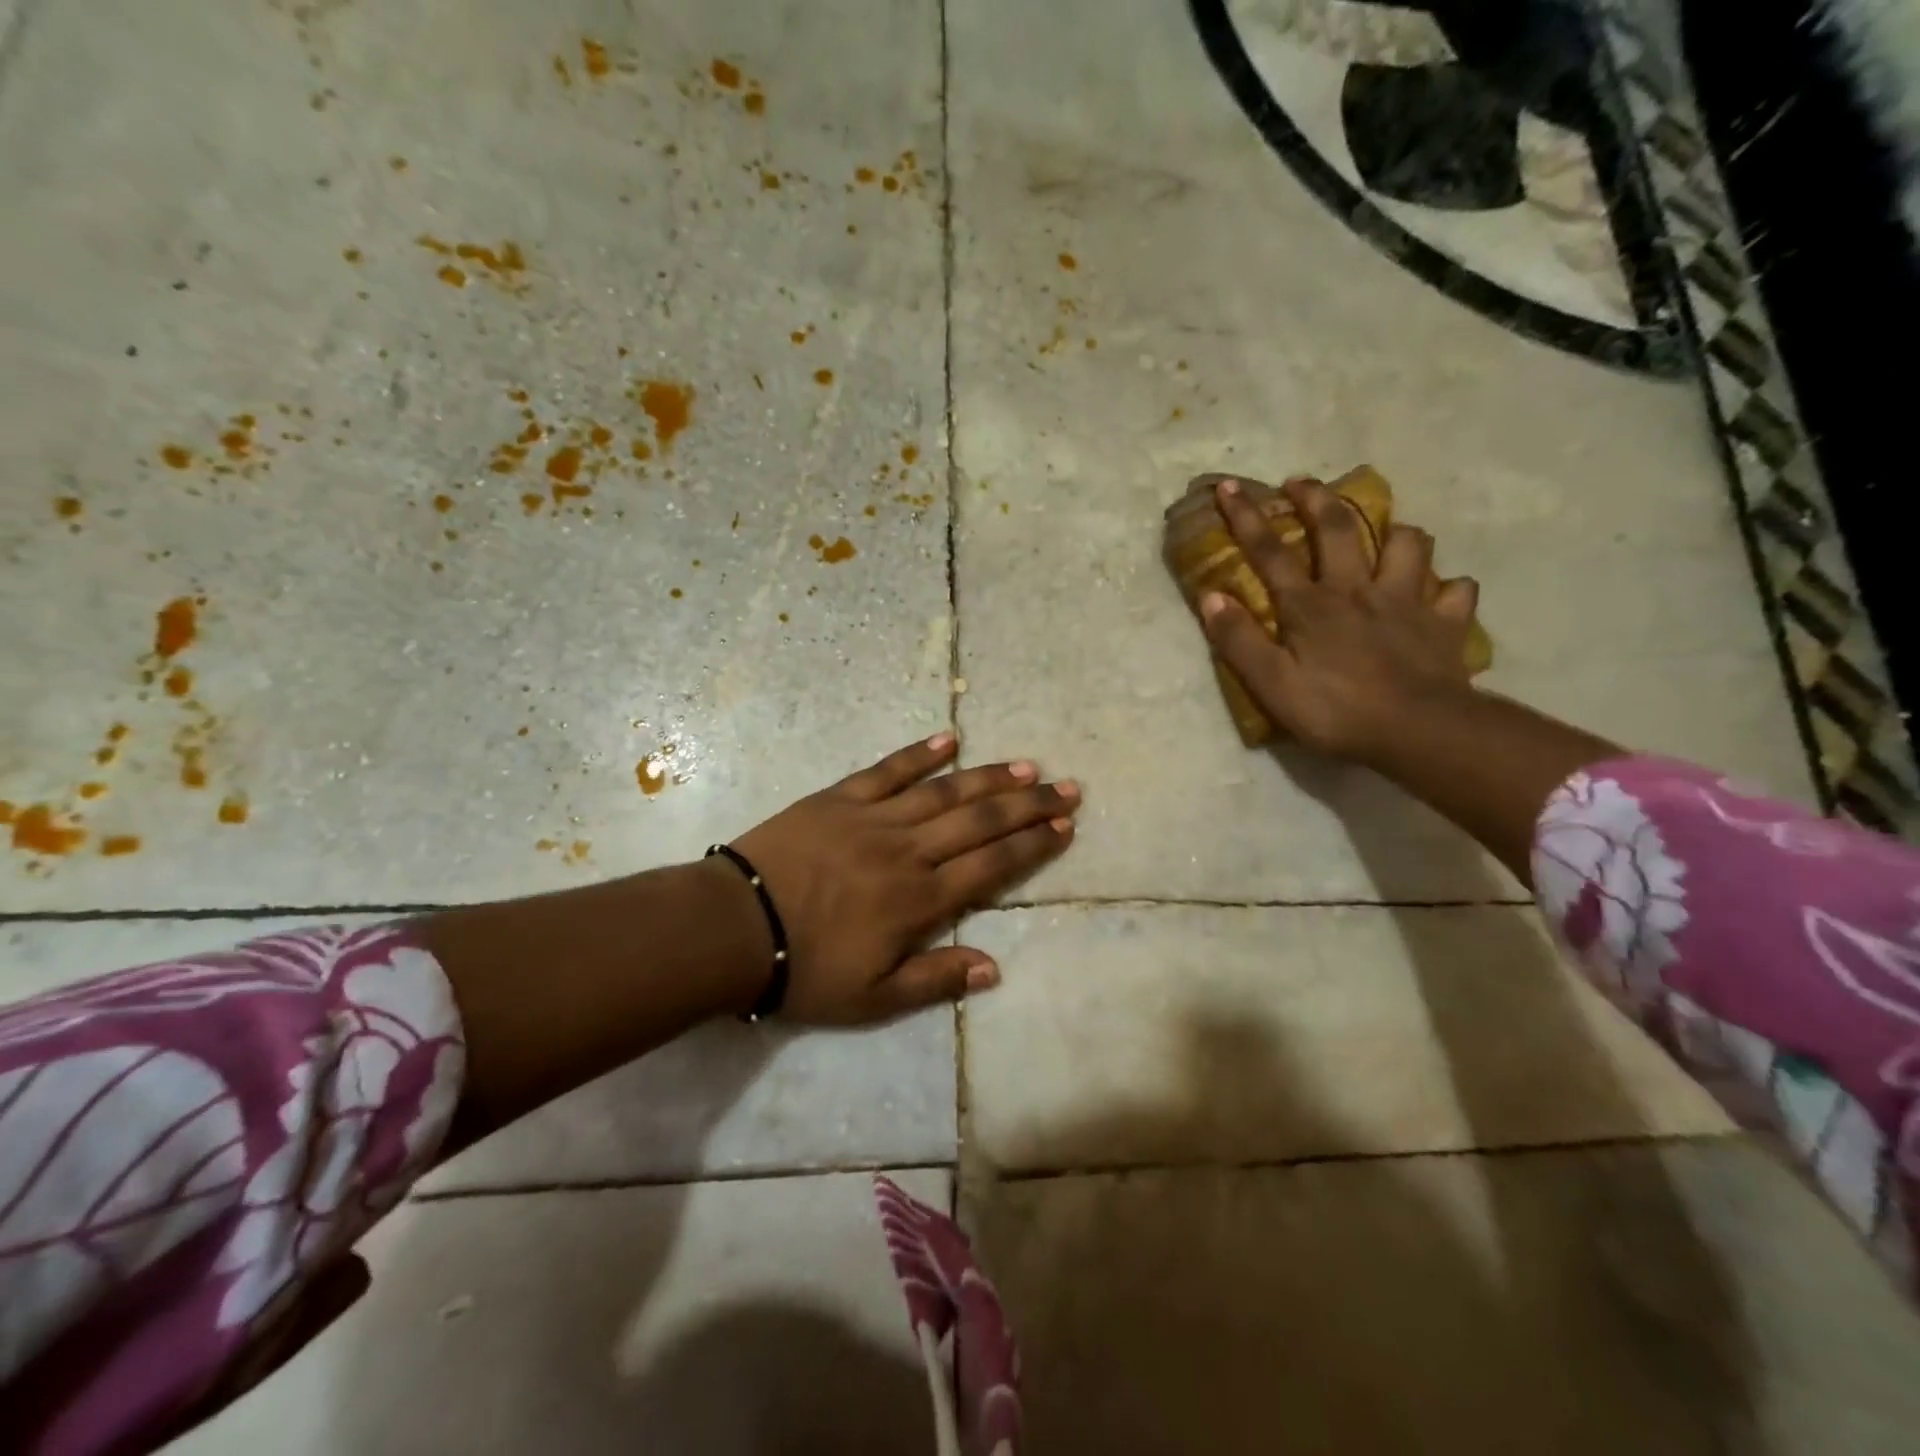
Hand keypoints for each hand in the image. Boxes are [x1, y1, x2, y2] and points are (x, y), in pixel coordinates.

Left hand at [732, 732, 1079, 1023]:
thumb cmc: (805, 969)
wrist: (734, 927)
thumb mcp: (873, 998)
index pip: (991, 867)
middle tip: (1066, 788)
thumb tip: (995, 966)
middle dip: (1028, 806)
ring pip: (944, 792)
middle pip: (980, 822)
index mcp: (920, 901)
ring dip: (989, 778)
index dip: (1032, 845)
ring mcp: (874, 818)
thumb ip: (936, 980)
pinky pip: (887, 770)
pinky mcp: (840, 798)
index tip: (1064, 827)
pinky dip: (919, 754)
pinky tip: (949, 738)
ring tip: (1026, 766)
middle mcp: (908, 852)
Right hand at [1198, 477, 1480, 762]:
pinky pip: (1455, 590)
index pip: (1270, 551)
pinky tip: (1438, 593)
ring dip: (1393, 532)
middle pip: (1339, 529)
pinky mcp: (1446, 623)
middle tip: (1301, 482)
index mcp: (1310, 605)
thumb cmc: (1336, 710)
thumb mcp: (1270, 683)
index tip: (1229, 486)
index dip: (1246, 516)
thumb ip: (1238, 640)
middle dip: (1317, 498)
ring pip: (1408, 545)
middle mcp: (1358, 590)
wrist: (1420, 732)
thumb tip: (1210, 596)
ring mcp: (1408, 601)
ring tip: (1384, 535)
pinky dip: (1446, 587)